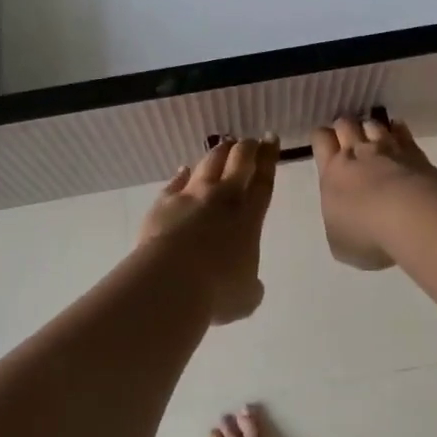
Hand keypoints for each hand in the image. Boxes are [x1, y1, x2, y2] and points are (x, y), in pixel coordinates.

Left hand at [138, 136, 278, 323]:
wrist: (170, 280)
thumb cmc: (216, 291)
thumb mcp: (245, 297)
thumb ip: (251, 286)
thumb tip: (251, 285)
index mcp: (249, 218)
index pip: (263, 181)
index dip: (269, 159)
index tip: (271, 140)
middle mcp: (222, 198)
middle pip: (238, 161)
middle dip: (248, 148)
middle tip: (252, 140)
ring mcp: (191, 196)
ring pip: (208, 163)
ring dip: (219, 152)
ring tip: (224, 145)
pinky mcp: (165, 201)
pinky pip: (176, 181)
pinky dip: (183, 173)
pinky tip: (184, 169)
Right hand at [310, 115, 435, 270]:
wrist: (411, 218)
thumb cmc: (366, 234)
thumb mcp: (339, 242)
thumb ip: (338, 222)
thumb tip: (343, 218)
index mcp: (332, 172)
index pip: (320, 139)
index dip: (323, 139)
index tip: (326, 146)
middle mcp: (356, 153)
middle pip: (345, 123)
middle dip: (346, 128)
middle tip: (350, 141)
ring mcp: (387, 148)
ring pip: (373, 124)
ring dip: (371, 129)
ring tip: (374, 139)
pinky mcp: (414, 152)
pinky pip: (402, 131)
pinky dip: (398, 131)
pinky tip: (399, 135)